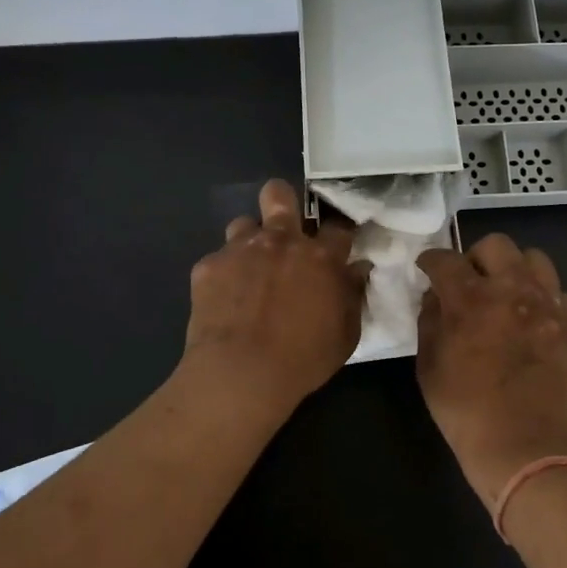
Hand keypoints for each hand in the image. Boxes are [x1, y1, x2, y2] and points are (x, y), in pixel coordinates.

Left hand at [182, 179, 370, 419]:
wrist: (240, 373)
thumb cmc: (303, 359)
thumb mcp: (345, 335)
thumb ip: (353, 295)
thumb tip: (358, 269)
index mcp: (320, 257)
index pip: (338, 227)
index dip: (338, 234)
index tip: (337, 245)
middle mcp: (280, 241)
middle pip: (279, 194)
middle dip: (282, 201)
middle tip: (284, 227)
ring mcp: (240, 249)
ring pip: (243, 223)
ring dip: (250, 241)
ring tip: (250, 268)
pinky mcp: (208, 266)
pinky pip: (218, 260)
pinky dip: (224, 275)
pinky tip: (224, 300)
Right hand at [415, 234, 566, 509]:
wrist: (524, 451)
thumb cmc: (465, 412)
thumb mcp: (428, 367)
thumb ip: (430, 321)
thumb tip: (436, 297)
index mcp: (471, 299)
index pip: (445, 259)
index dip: (431, 261)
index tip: (428, 270)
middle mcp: (513, 291)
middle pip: (496, 245)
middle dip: (477, 258)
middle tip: (471, 283)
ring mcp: (550, 307)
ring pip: (536, 260)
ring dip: (516, 272)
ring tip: (509, 297)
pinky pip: (563, 296)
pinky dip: (547, 302)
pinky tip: (537, 323)